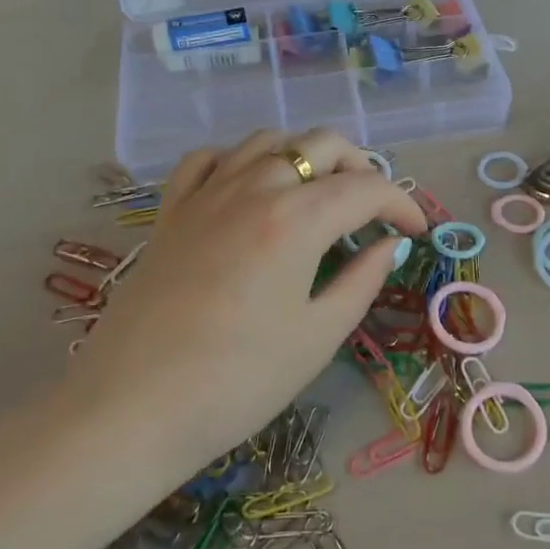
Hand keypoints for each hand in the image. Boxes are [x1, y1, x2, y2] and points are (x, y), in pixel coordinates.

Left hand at [66, 129, 424, 465]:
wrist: (133, 408)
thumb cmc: (238, 381)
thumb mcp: (317, 336)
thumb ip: (361, 280)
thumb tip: (388, 246)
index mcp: (295, 220)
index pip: (366, 189)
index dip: (401, 204)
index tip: (416, 232)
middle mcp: (253, 188)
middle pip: (321, 144)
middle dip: (361, 168)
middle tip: (374, 210)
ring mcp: (206, 194)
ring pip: (268, 140)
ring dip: (307, 155)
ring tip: (321, 193)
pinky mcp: (171, 211)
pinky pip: (210, 159)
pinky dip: (241, 160)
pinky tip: (251, 185)